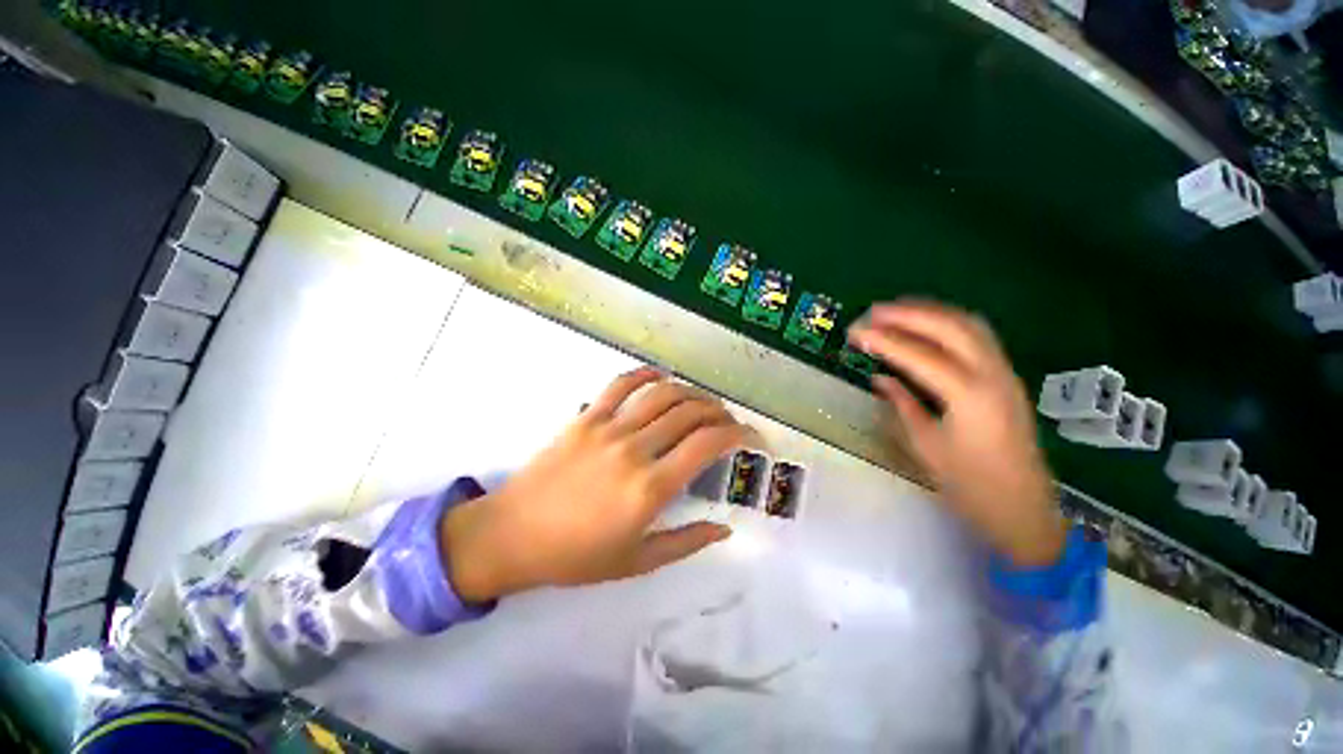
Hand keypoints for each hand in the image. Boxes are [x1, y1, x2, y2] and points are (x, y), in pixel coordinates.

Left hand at [441, 367, 753, 601]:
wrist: (512, 535)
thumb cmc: (575, 556)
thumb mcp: (637, 561)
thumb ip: (687, 542)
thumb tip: (725, 528)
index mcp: (650, 488)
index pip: (707, 445)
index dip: (737, 434)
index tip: (750, 436)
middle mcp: (635, 449)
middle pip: (691, 413)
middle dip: (719, 413)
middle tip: (728, 422)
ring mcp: (609, 428)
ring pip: (663, 394)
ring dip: (691, 392)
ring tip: (703, 402)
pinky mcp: (586, 417)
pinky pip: (621, 384)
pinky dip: (646, 374)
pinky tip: (661, 376)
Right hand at [849, 301, 1065, 566]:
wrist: (1025, 511)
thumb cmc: (971, 486)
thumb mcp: (927, 447)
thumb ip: (902, 405)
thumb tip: (881, 379)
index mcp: (969, 396)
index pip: (920, 355)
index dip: (884, 341)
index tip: (855, 331)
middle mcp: (992, 375)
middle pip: (951, 327)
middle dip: (909, 314)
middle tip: (873, 312)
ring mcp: (1005, 374)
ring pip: (969, 326)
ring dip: (930, 313)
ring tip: (896, 311)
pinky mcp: (1006, 378)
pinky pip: (978, 337)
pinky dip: (948, 324)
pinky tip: (927, 328)